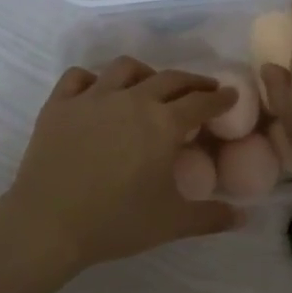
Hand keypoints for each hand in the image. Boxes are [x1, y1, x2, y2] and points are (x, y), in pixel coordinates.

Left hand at [0, 59, 242, 273]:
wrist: (48, 224)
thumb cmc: (116, 222)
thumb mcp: (171, 223)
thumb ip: (211, 217)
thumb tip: (243, 217)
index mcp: (163, 123)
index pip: (201, 102)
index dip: (220, 98)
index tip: (230, 96)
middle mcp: (132, 100)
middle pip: (170, 79)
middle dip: (192, 81)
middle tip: (202, 89)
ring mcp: (92, 97)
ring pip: (125, 68)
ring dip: (146, 73)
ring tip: (150, 84)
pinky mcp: (59, 104)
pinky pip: (79, 77)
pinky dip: (94, 79)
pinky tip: (98, 91)